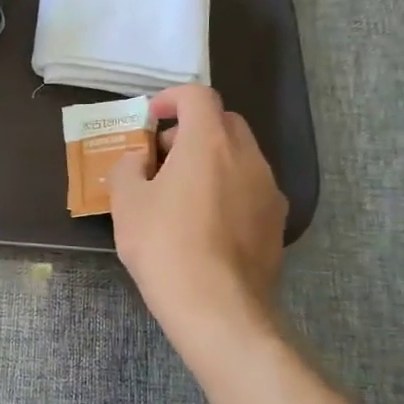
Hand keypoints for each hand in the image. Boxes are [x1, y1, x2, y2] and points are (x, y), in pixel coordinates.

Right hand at [108, 86, 287, 346]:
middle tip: (162, 157)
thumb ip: (128, 168)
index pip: (197, 96)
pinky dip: (228, 189)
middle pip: (224, 122)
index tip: (152, 117)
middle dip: (192, 129)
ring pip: (240, 156)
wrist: (217, 307)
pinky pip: (250, 188)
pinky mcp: (277, 222)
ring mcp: (269, 190)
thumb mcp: (127, 203)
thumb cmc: (164, 245)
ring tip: (181, 193)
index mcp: (209, 143)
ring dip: (211, 160)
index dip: (172, 98)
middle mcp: (247, 157)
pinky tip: (205, 223)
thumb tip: (139, 161)